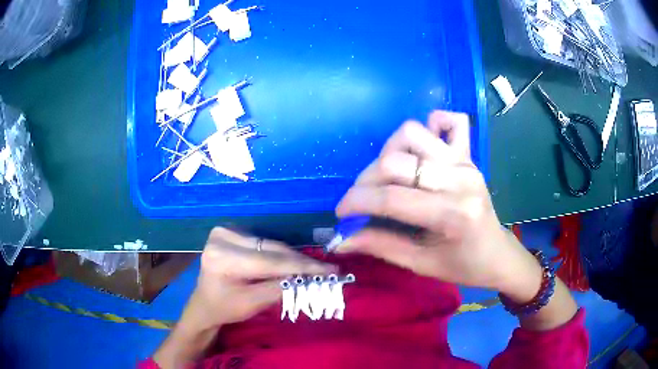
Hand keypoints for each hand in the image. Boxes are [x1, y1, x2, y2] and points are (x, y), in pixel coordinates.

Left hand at [179, 228, 334, 332]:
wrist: (204, 303)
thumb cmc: (225, 308)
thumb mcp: (253, 304)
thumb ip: (280, 288)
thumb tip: (309, 277)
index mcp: (222, 258)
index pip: (269, 261)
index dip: (302, 267)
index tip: (330, 270)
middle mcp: (222, 237)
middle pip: (271, 249)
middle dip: (300, 262)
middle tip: (327, 269)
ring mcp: (225, 231)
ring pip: (270, 245)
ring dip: (292, 257)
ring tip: (315, 268)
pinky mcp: (230, 231)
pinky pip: (263, 243)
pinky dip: (280, 254)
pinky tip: (294, 263)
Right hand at [336, 111, 541, 298]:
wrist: (497, 254)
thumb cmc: (463, 265)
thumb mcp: (420, 264)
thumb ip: (379, 246)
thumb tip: (340, 240)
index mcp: (452, 214)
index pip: (390, 199)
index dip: (356, 203)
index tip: (341, 214)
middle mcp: (459, 179)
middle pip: (395, 161)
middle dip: (365, 181)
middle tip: (362, 201)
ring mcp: (465, 162)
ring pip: (412, 133)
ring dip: (390, 153)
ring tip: (389, 178)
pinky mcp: (468, 155)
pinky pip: (451, 121)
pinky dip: (432, 125)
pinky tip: (422, 151)